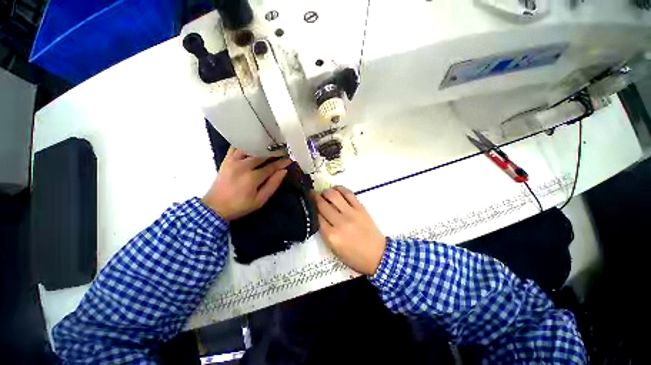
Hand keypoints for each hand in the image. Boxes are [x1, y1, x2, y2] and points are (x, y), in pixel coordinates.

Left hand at [203, 147, 290, 220]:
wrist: (216, 206)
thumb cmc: (239, 206)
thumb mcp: (259, 201)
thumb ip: (272, 185)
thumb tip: (283, 171)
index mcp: (252, 178)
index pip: (271, 166)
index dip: (282, 162)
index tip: (290, 159)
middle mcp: (243, 166)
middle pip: (262, 154)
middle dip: (273, 152)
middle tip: (282, 150)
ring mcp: (234, 161)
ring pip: (250, 147)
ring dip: (260, 146)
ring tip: (268, 145)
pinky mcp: (227, 159)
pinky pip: (236, 146)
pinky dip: (245, 144)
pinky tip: (251, 143)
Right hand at [315, 186, 386, 274]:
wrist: (377, 255)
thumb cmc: (354, 257)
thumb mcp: (334, 250)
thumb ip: (325, 234)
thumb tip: (318, 218)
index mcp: (331, 236)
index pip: (315, 216)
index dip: (309, 208)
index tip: (306, 204)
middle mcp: (339, 222)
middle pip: (322, 204)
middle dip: (314, 198)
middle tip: (311, 196)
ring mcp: (351, 214)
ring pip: (333, 195)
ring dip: (325, 192)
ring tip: (323, 193)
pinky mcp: (361, 208)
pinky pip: (348, 194)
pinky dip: (339, 189)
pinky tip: (335, 190)